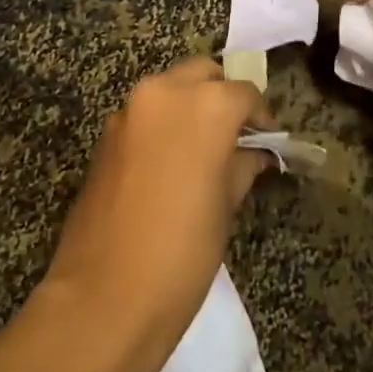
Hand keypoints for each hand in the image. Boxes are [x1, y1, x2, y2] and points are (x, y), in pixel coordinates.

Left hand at [41, 58, 268, 371]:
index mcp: (205, 105)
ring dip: (190, 107)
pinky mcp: (105, 135)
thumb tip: (254, 153)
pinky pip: (145, 114)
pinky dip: (163, 124)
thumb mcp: (226, 206)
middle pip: (203, 75)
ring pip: (170, 89)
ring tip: (204, 150)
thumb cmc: (183, 252)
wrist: (105, 296)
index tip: (268, 141)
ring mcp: (129, 111)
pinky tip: (171, 163)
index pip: (245, 93)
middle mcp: (164, 93)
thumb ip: (242, 165)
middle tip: (236, 136)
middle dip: (222, 97)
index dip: (261, 117)